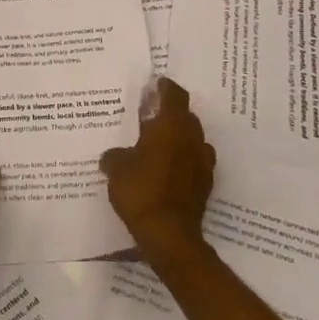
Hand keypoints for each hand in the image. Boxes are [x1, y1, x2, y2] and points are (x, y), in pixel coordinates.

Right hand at [100, 77, 215, 267]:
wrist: (169, 235)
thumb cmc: (140, 190)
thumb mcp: (116, 168)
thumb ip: (115, 155)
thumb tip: (112, 155)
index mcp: (171, 126)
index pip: (174, 95)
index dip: (166, 87)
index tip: (157, 84)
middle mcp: (192, 139)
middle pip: (186, 116)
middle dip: (171, 114)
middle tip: (151, 117)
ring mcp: (203, 163)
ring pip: (193, 140)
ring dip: (180, 138)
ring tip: (159, 145)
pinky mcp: (205, 185)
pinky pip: (194, 163)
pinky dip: (184, 161)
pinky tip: (167, 170)